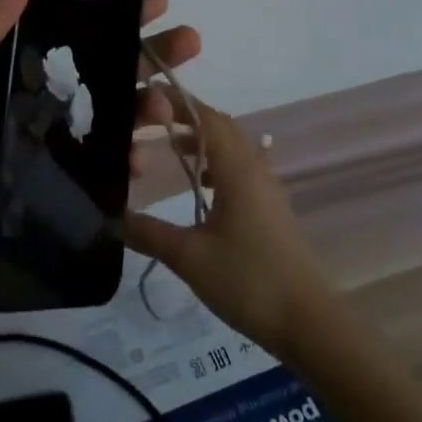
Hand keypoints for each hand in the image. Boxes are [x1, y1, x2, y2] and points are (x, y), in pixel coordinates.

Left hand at [0, 0, 200, 337]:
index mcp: (8, 75)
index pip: (67, 30)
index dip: (109, 11)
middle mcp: (34, 104)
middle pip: (100, 67)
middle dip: (145, 50)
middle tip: (189, 41)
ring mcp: (51, 149)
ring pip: (111, 114)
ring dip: (146, 103)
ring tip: (173, 107)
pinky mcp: (63, 191)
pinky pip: (107, 166)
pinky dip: (130, 158)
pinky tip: (145, 162)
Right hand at [125, 99, 336, 354]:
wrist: (310, 323)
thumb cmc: (249, 281)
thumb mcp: (189, 257)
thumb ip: (148, 232)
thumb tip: (111, 218)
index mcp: (237, 170)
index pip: (207, 117)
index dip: (179, 102)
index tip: (148, 98)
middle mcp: (255, 170)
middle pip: (223, 127)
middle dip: (190, 118)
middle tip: (155, 122)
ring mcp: (269, 190)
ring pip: (235, 149)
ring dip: (206, 141)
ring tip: (175, 150)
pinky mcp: (273, 211)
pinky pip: (244, 170)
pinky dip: (220, 165)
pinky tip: (205, 189)